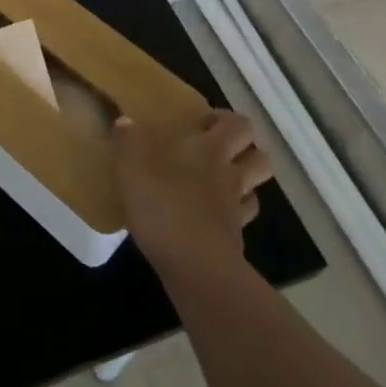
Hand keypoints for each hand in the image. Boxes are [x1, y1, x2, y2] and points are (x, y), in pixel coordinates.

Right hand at [112, 109, 272, 273]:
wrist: (195, 267)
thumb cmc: (164, 206)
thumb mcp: (132, 168)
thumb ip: (128, 141)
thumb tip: (126, 121)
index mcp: (210, 150)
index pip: (239, 125)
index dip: (228, 120)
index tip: (205, 122)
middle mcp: (230, 174)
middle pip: (259, 156)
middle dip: (245, 149)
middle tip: (216, 148)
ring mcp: (236, 209)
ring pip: (256, 188)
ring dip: (244, 180)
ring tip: (217, 180)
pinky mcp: (234, 239)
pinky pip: (242, 218)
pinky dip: (233, 212)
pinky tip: (212, 214)